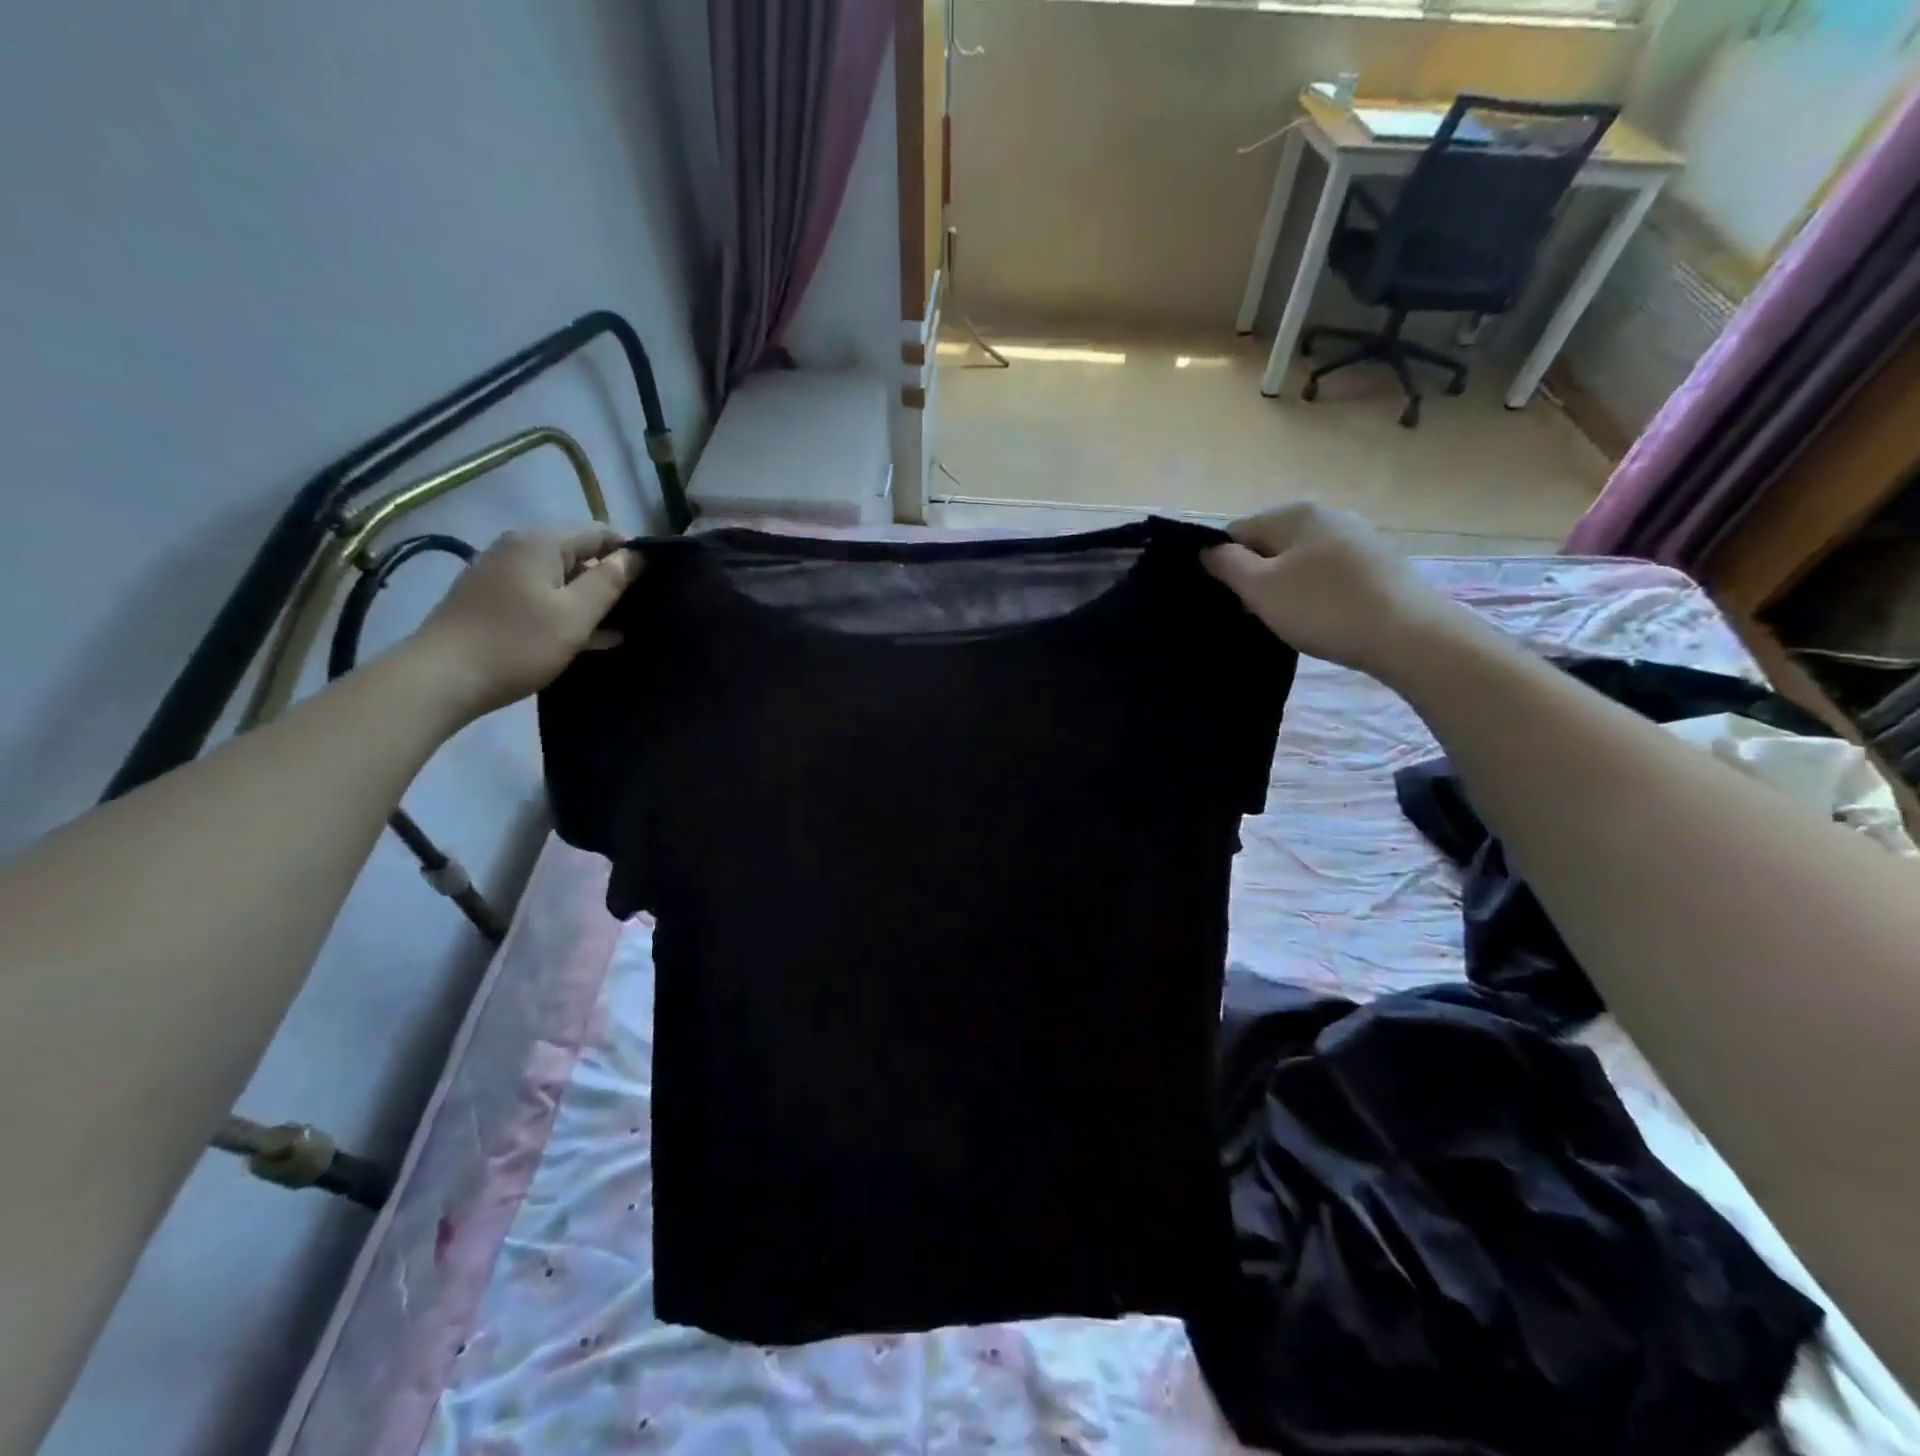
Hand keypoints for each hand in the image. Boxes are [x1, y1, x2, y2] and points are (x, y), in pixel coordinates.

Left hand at [408, 526, 639, 720]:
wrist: (442, 678)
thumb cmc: (518, 643)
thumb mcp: (575, 615)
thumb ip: (610, 582)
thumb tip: (636, 557)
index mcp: (540, 543)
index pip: (600, 533)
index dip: (630, 553)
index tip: (656, 581)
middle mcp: (517, 549)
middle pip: (578, 554)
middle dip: (610, 578)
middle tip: (641, 608)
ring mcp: (501, 574)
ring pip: (560, 579)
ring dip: (589, 600)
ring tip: (620, 626)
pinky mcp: (491, 600)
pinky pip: (540, 596)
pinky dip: (565, 611)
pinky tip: (589, 638)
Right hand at [1203, 503, 1466, 680]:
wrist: (1408, 635)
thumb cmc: (1323, 608)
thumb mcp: (1260, 589)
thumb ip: (1227, 565)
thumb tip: (1209, 549)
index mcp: (1295, 513)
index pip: (1238, 531)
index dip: (1225, 564)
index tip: (1230, 598)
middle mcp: (1328, 514)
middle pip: (1271, 544)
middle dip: (1257, 576)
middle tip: (1257, 613)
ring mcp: (1358, 537)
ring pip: (1301, 560)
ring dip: (1287, 586)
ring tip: (1290, 620)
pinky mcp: (1379, 563)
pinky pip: (1329, 573)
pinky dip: (1317, 593)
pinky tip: (1322, 618)